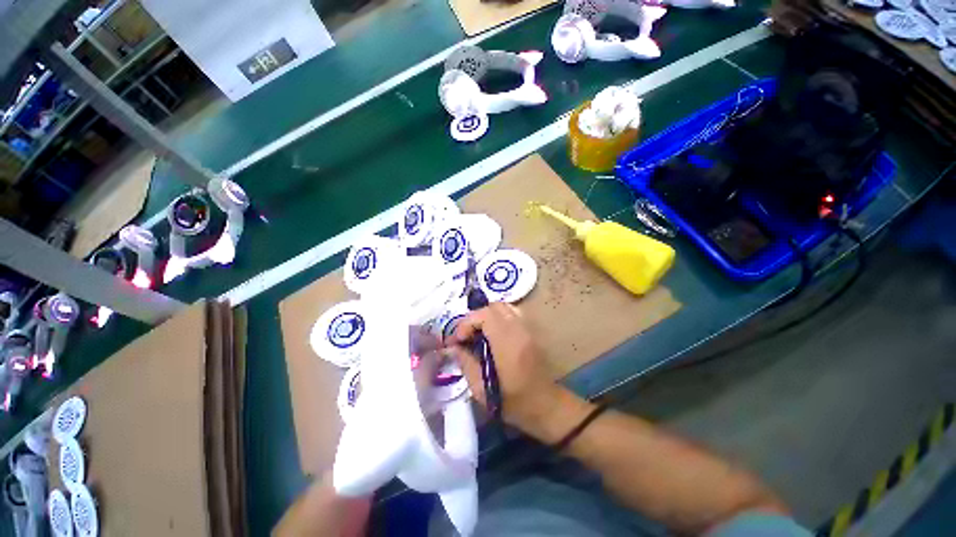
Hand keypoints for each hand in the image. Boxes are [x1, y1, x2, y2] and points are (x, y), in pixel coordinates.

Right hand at [449, 303, 574, 438]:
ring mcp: (527, 329)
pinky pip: (512, 313)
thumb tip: (453, 347)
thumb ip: (466, 363)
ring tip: (478, 334)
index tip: (458, 340)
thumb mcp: (482, 390)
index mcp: (508, 344)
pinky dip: (498, 317)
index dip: (467, 322)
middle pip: (494, 307)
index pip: (485, 315)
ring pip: (504, 307)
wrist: (546, 405)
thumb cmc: (514, 402)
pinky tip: (493, 334)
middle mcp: (519, 330)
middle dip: (475, 318)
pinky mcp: (531, 331)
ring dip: (487, 316)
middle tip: (466, 336)